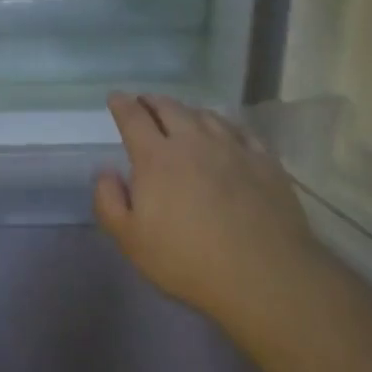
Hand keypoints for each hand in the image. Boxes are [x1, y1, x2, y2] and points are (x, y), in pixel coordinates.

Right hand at [93, 93, 321, 319]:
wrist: (263, 274)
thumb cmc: (187, 260)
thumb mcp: (130, 240)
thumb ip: (109, 201)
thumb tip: (106, 171)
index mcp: (157, 158)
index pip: (134, 119)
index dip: (121, 105)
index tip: (115, 97)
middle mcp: (193, 142)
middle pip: (170, 108)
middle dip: (152, 101)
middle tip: (144, 102)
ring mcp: (233, 148)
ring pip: (205, 115)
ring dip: (187, 111)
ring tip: (181, 115)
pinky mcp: (264, 161)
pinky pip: (240, 130)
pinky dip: (224, 124)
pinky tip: (225, 132)